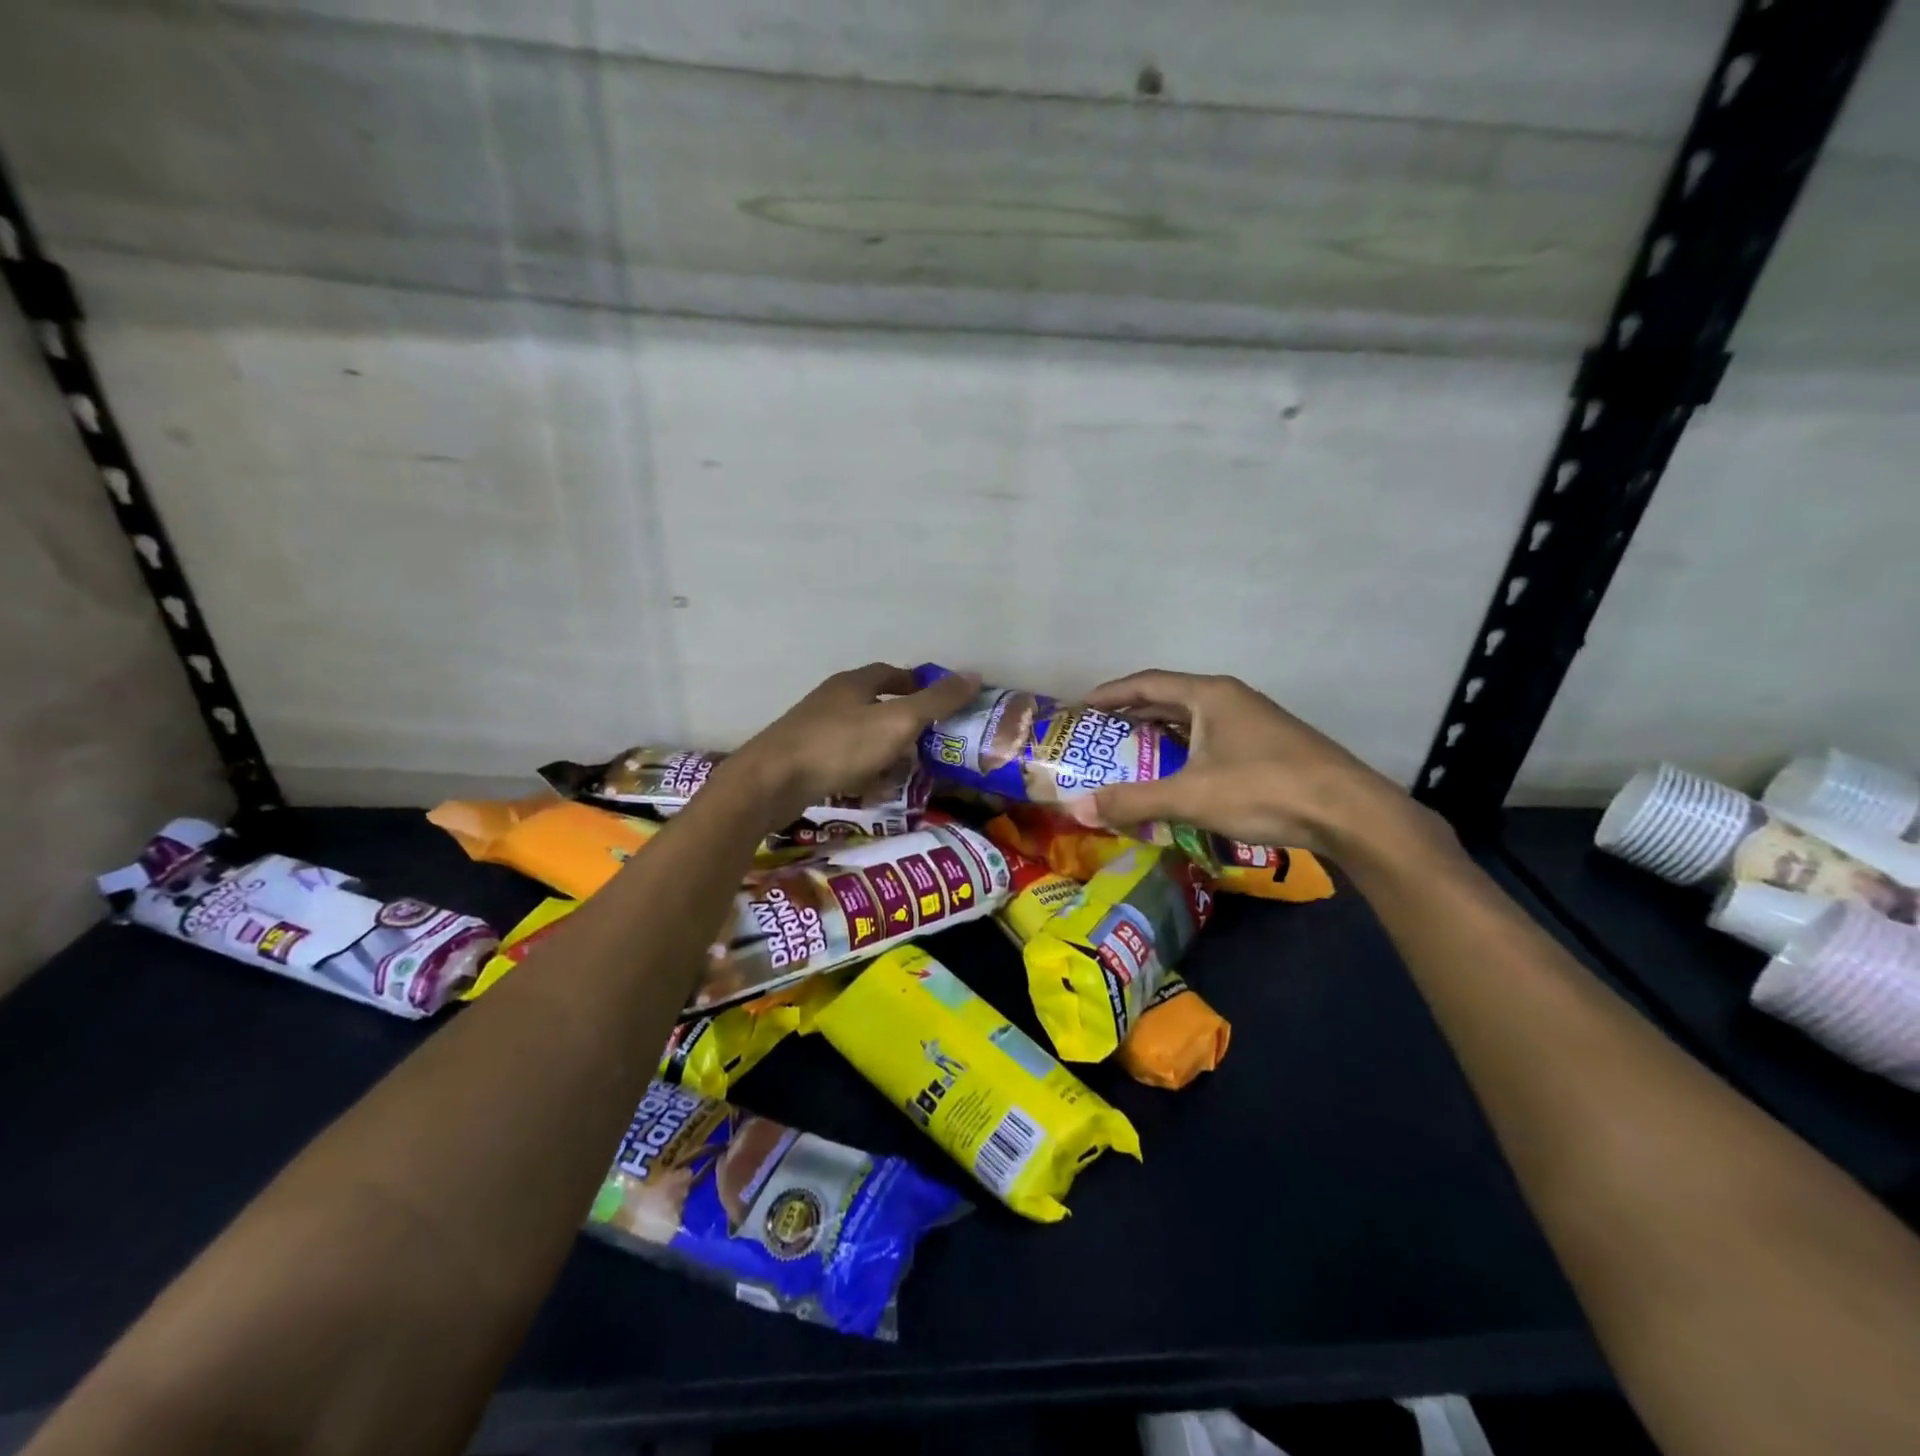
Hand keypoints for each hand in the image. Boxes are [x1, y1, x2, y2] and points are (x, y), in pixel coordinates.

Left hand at [724, 664, 978, 828]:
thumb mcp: (896, 722)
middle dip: (902, 720)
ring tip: (906, 771)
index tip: (939, 702)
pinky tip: (871, 790)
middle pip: (874, 704)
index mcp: (853, 684)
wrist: (769, 783)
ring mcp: (812, 729)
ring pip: (859, 734)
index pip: (891, 673)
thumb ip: (936, 701)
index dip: (917, 684)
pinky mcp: (801, 759)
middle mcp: (831, 700)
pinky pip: (842, 760)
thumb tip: (974, 675)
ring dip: (883, 749)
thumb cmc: (838, 746)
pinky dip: (861, 771)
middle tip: (929, 742)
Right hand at [1065, 670, 1441, 857]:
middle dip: (1132, 715)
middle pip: (1169, 699)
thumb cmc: (1264, 789)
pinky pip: (1211, 739)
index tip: (1081, 708)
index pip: (1147, 683)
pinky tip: (1177, 775)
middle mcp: (1230, 699)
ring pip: (1193, 721)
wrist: (1348, 812)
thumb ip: (1132, 800)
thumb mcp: (1190, 796)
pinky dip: (1185, 751)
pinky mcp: (1268, 746)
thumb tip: (1077, 808)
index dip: (1110, 693)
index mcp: (1209, 695)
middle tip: (1099, 736)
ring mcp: (1253, 721)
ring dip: (1159, 735)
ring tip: (1129, 754)